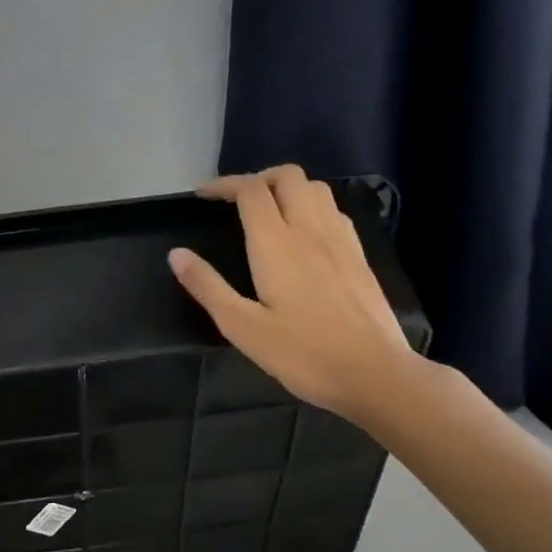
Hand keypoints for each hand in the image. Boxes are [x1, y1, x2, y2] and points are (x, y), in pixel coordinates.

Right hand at [168, 165, 418, 423]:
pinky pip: (334, 211)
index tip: (203, 196)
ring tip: (268, 212)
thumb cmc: (303, 354)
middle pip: (287, 176)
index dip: (224, 185)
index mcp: (276, 243)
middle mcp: (310, 230)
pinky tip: (304, 234)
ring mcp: (340, 240)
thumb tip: (176, 254)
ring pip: (315, 188)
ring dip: (287, 189)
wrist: (375, 374)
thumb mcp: (242, 327)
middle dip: (257, 178)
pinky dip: (312, 207)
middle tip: (235, 202)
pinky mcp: (359, 256)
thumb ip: (207, 287)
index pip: (250, 190)